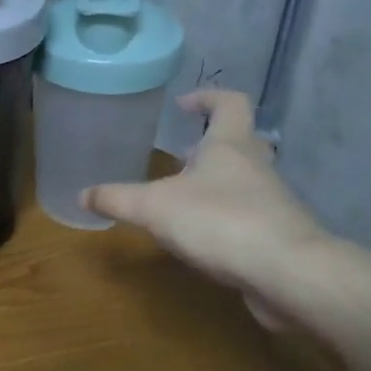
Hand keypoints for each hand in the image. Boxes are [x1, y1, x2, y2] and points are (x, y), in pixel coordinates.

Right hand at [82, 89, 331, 326]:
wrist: (288, 273)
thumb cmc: (219, 221)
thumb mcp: (154, 207)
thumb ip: (117, 199)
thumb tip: (82, 195)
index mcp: (230, 145)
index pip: (229, 102)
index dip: (207, 97)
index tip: (183, 105)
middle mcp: (256, 166)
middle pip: (241, 141)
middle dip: (210, 144)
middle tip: (181, 153)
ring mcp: (272, 201)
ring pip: (244, 180)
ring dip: (216, 183)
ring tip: (182, 197)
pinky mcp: (277, 235)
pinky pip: (248, 215)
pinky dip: (225, 217)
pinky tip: (201, 237)